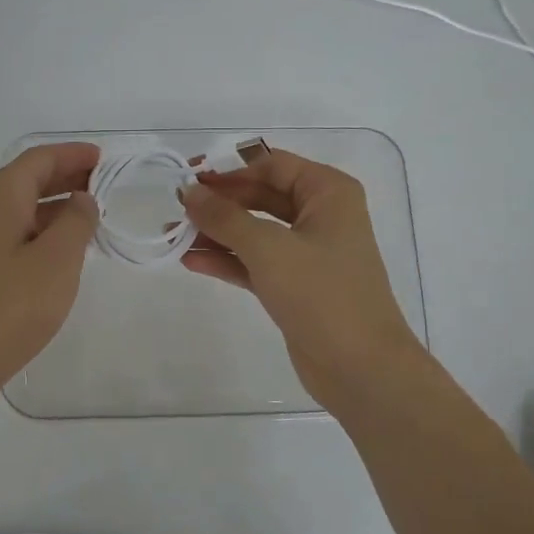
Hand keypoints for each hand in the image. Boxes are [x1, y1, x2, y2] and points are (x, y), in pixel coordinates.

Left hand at [0, 142, 100, 409]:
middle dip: (63, 178)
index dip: (71, 154)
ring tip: (86, 221)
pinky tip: (55, 258)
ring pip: (16, 212)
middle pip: (24, 182)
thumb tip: (81, 200)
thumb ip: (76, 223)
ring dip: (51, 209)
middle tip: (100, 186)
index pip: (38, 159)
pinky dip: (37, 235)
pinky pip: (9, 239)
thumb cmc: (9, 308)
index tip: (102, 159)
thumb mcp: (57, 261)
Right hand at [181, 150, 424, 411]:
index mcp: (328, 193)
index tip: (189, 181)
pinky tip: (192, 261)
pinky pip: (255, 263)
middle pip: (261, 197)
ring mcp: (308, 253)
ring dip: (217, 233)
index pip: (271, 166)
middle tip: (176, 210)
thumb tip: (188, 192)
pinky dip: (227, 261)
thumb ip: (225, 218)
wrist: (360, 367)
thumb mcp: (269, 249)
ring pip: (255, 232)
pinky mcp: (295, 286)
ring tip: (174, 236)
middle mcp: (321, 216)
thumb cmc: (322, 295)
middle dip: (219, 204)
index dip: (229, 171)